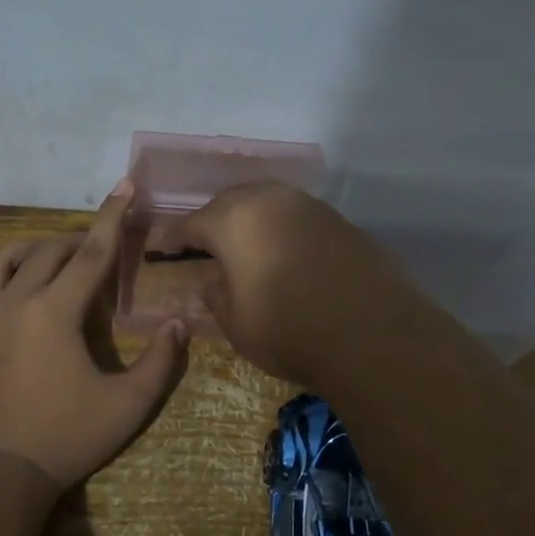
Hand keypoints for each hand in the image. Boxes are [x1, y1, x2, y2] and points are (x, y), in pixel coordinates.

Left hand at [0, 183, 185, 491]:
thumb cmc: (63, 439)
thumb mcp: (127, 407)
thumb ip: (160, 363)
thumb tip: (179, 325)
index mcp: (56, 311)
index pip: (92, 253)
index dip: (112, 218)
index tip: (124, 186)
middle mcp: (12, 302)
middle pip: (45, 254)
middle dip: (72, 243)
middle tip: (89, 250)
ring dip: (23, 252)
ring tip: (39, 257)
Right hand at [161, 182, 419, 388]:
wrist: (372, 334)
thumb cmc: (288, 330)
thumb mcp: (235, 322)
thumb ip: (215, 294)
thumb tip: (211, 279)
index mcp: (234, 220)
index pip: (191, 224)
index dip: (173, 238)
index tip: (162, 250)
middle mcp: (270, 201)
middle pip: (230, 202)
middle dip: (212, 221)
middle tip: (202, 245)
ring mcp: (310, 207)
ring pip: (267, 203)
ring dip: (250, 221)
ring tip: (244, 246)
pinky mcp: (341, 221)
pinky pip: (297, 217)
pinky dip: (281, 230)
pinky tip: (284, 253)